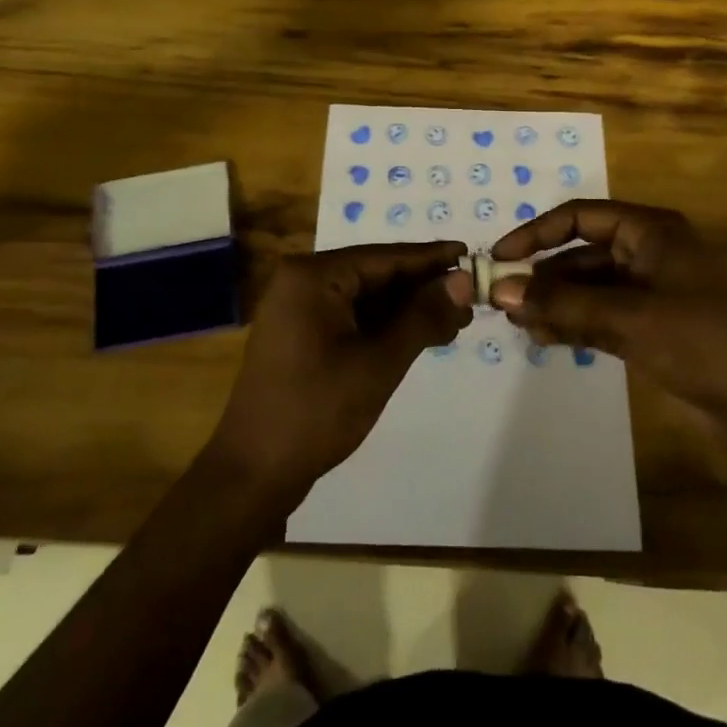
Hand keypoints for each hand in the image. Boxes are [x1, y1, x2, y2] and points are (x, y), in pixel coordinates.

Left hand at [208, 241, 472, 498]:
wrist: (255, 472)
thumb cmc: (317, 411)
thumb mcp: (379, 362)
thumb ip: (422, 316)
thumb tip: (464, 279)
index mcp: (312, 276)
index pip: (384, 257)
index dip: (431, 258)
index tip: (472, 254)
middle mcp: (302, 282)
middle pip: (375, 274)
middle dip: (423, 288)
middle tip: (472, 298)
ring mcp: (299, 309)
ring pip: (366, 298)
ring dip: (408, 309)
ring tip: (456, 321)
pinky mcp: (302, 335)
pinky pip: (352, 317)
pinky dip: (386, 326)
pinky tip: (421, 335)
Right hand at [491, 200, 726, 480]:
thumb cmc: (703, 345)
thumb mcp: (629, 318)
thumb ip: (564, 304)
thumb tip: (501, 290)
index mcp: (651, 232)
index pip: (580, 217)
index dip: (536, 233)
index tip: (499, 257)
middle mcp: (647, 254)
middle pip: (580, 255)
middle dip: (542, 276)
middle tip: (501, 303)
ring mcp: (649, 294)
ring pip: (586, 289)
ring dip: (553, 304)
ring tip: (518, 327)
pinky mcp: (650, 329)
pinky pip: (598, 317)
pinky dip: (571, 325)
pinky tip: (544, 341)